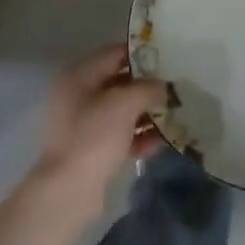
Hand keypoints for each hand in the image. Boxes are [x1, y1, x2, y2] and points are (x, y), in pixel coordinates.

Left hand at [30, 42, 168, 218]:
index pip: (114, 53)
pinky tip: (162, 141)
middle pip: (119, 82)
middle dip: (147, 86)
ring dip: (147, 113)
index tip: (168, 56)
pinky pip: (120, 135)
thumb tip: (163, 86)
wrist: (69, 191)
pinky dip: (139, 136)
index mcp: (78, 76)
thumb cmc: (94, 137)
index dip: (141, 53)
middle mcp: (78, 96)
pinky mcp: (92, 150)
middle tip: (176, 86)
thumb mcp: (124, 103)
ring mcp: (84, 125)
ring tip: (175, 114)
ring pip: (122, 111)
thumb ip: (148, 88)